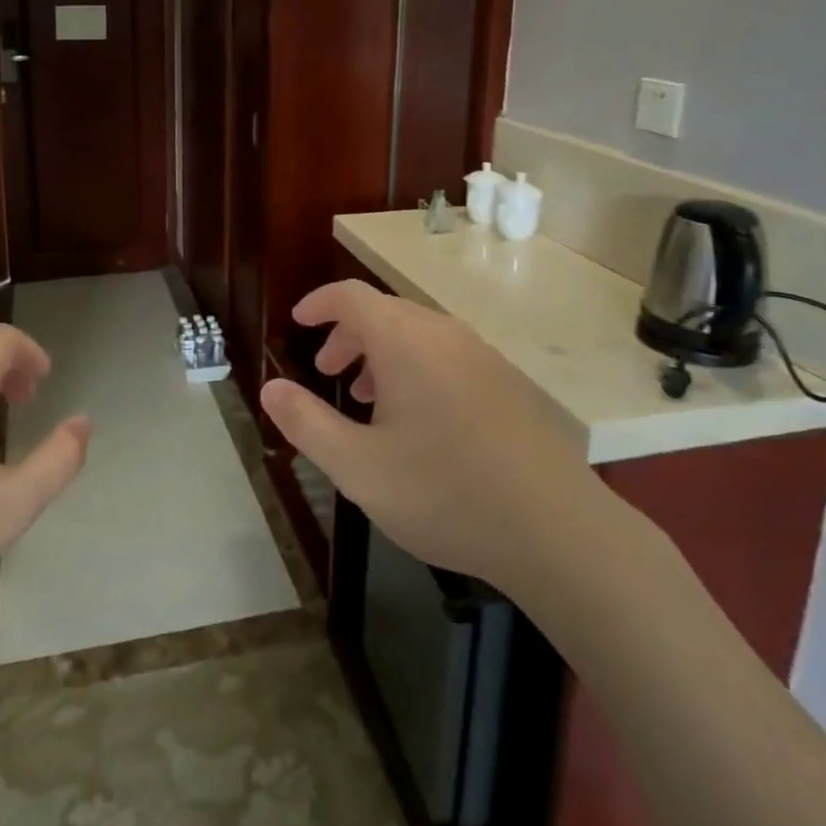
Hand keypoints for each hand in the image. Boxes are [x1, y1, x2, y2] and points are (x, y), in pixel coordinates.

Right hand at [259, 281, 611, 601]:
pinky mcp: (506, 382)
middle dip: (347, 334)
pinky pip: (446, 355)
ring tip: (367, 399)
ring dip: (381, 353)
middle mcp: (444, 333)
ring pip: (417, 334)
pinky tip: (418, 421)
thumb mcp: (358, 467)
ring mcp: (482, 355)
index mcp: (405, 340)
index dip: (318, 303)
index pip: (351, 296)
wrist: (556, 529)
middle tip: (327, 372)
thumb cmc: (444, 492)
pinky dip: (415, 368)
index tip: (298, 322)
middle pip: (384, 311)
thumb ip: (306, 422)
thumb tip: (269, 388)